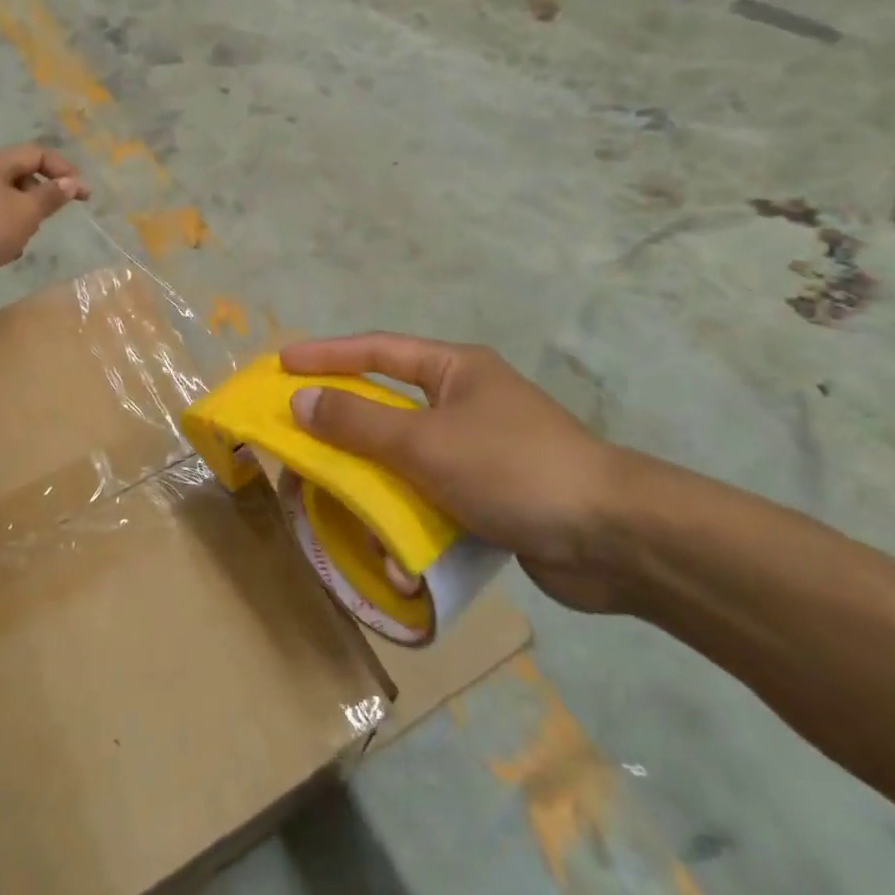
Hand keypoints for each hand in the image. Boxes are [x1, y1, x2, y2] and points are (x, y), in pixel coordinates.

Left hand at [0, 144, 89, 298]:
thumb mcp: (27, 211)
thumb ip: (51, 196)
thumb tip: (72, 182)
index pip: (37, 154)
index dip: (64, 170)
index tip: (82, 194)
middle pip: (22, 177)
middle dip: (42, 196)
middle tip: (51, 215)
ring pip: (9, 202)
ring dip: (24, 218)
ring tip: (25, 236)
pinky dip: (6, 233)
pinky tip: (6, 252)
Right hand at [280, 334, 642, 613]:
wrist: (613, 538)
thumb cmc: (512, 467)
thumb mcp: (425, 442)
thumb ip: (358, 422)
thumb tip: (300, 400)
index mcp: (454, 370)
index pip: (376, 350)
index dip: (326, 355)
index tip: (281, 365)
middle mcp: (465, 401)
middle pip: (388, 404)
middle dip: (344, 422)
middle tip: (297, 433)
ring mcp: (479, 449)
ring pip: (406, 455)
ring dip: (373, 477)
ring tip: (332, 493)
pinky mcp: (489, 494)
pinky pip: (431, 494)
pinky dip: (407, 513)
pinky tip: (387, 544)